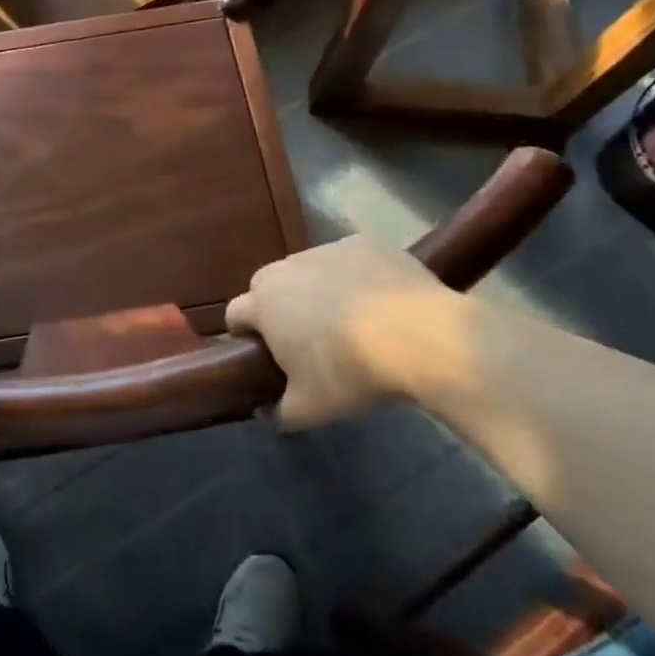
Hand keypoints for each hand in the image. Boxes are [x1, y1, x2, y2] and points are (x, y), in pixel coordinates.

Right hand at [226, 235, 461, 428]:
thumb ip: (278, 412)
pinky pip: (346, 260)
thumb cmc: (351, 371)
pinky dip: (352, 276)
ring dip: (314, 289)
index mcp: (263, 304)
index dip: (244, 335)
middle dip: (276, 307)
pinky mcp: (362, 243)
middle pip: (267, 285)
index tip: (262, 354)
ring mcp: (325, 250)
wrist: (420, 335)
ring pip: (307, 269)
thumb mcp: (310, 408)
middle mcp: (286, 268)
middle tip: (303, 338)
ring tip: (346, 319)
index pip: (234, 313)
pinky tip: (377, 300)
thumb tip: (265, 411)